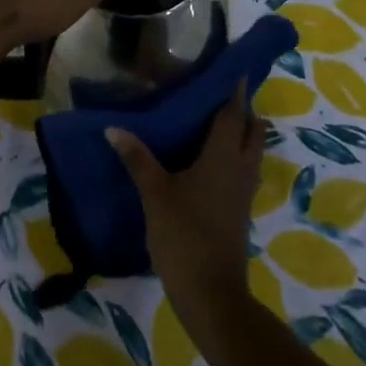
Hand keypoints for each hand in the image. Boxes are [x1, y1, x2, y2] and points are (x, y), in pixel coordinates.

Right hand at [107, 80, 263, 311]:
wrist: (211, 295)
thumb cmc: (184, 235)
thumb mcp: (155, 194)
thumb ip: (137, 158)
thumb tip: (113, 128)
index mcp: (222, 157)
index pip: (233, 114)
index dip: (236, 91)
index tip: (237, 70)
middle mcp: (240, 169)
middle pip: (252, 132)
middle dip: (245, 111)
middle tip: (223, 94)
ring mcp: (243, 193)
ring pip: (251, 153)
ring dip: (243, 135)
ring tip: (219, 122)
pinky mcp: (239, 212)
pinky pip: (244, 171)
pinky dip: (235, 157)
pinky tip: (213, 161)